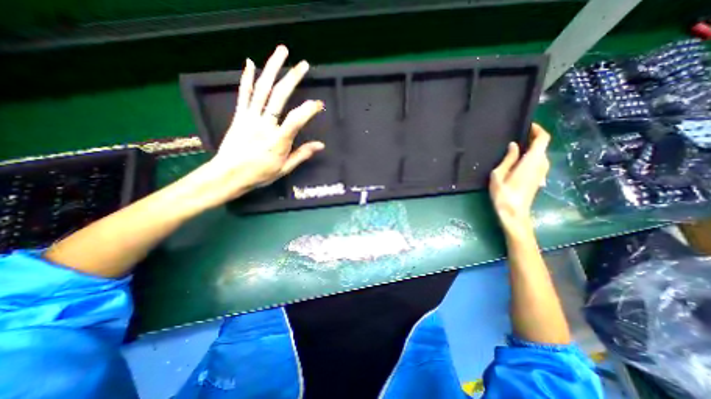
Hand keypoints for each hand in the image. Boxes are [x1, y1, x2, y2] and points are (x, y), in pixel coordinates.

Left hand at [189, 44, 323, 208]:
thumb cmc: (259, 174)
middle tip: (304, 64)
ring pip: (262, 89)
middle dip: (293, 78)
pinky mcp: (239, 116)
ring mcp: (250, 117)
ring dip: (272, 68)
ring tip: (281, 52)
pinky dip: (247, 77)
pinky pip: (244, 94)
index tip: (319, 104)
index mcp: (278, 140)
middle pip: (279, 97)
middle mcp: (264, 125)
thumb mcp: (285, 168)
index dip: (309, 110)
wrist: (228, 174)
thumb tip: (321, 145)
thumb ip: (302, 154)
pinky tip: (250, 63)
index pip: (296, 120)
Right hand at [493, 124, 551, 233]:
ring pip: (540, 154)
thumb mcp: (499, 175)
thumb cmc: (504, 194)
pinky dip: (530, 156)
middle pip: (542, 145)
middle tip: (515, 136)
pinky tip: (517, 160)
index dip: (537, 129)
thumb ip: (508, 159)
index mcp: (532, 161)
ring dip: (530, 148)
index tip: (526, 125)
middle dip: (532, 138)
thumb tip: (514, 145)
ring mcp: (541, 172)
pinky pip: (537, 161)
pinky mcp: (538, 178)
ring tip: (514, 147)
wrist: (514, 213)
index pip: (543, 139)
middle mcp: (541, 164)